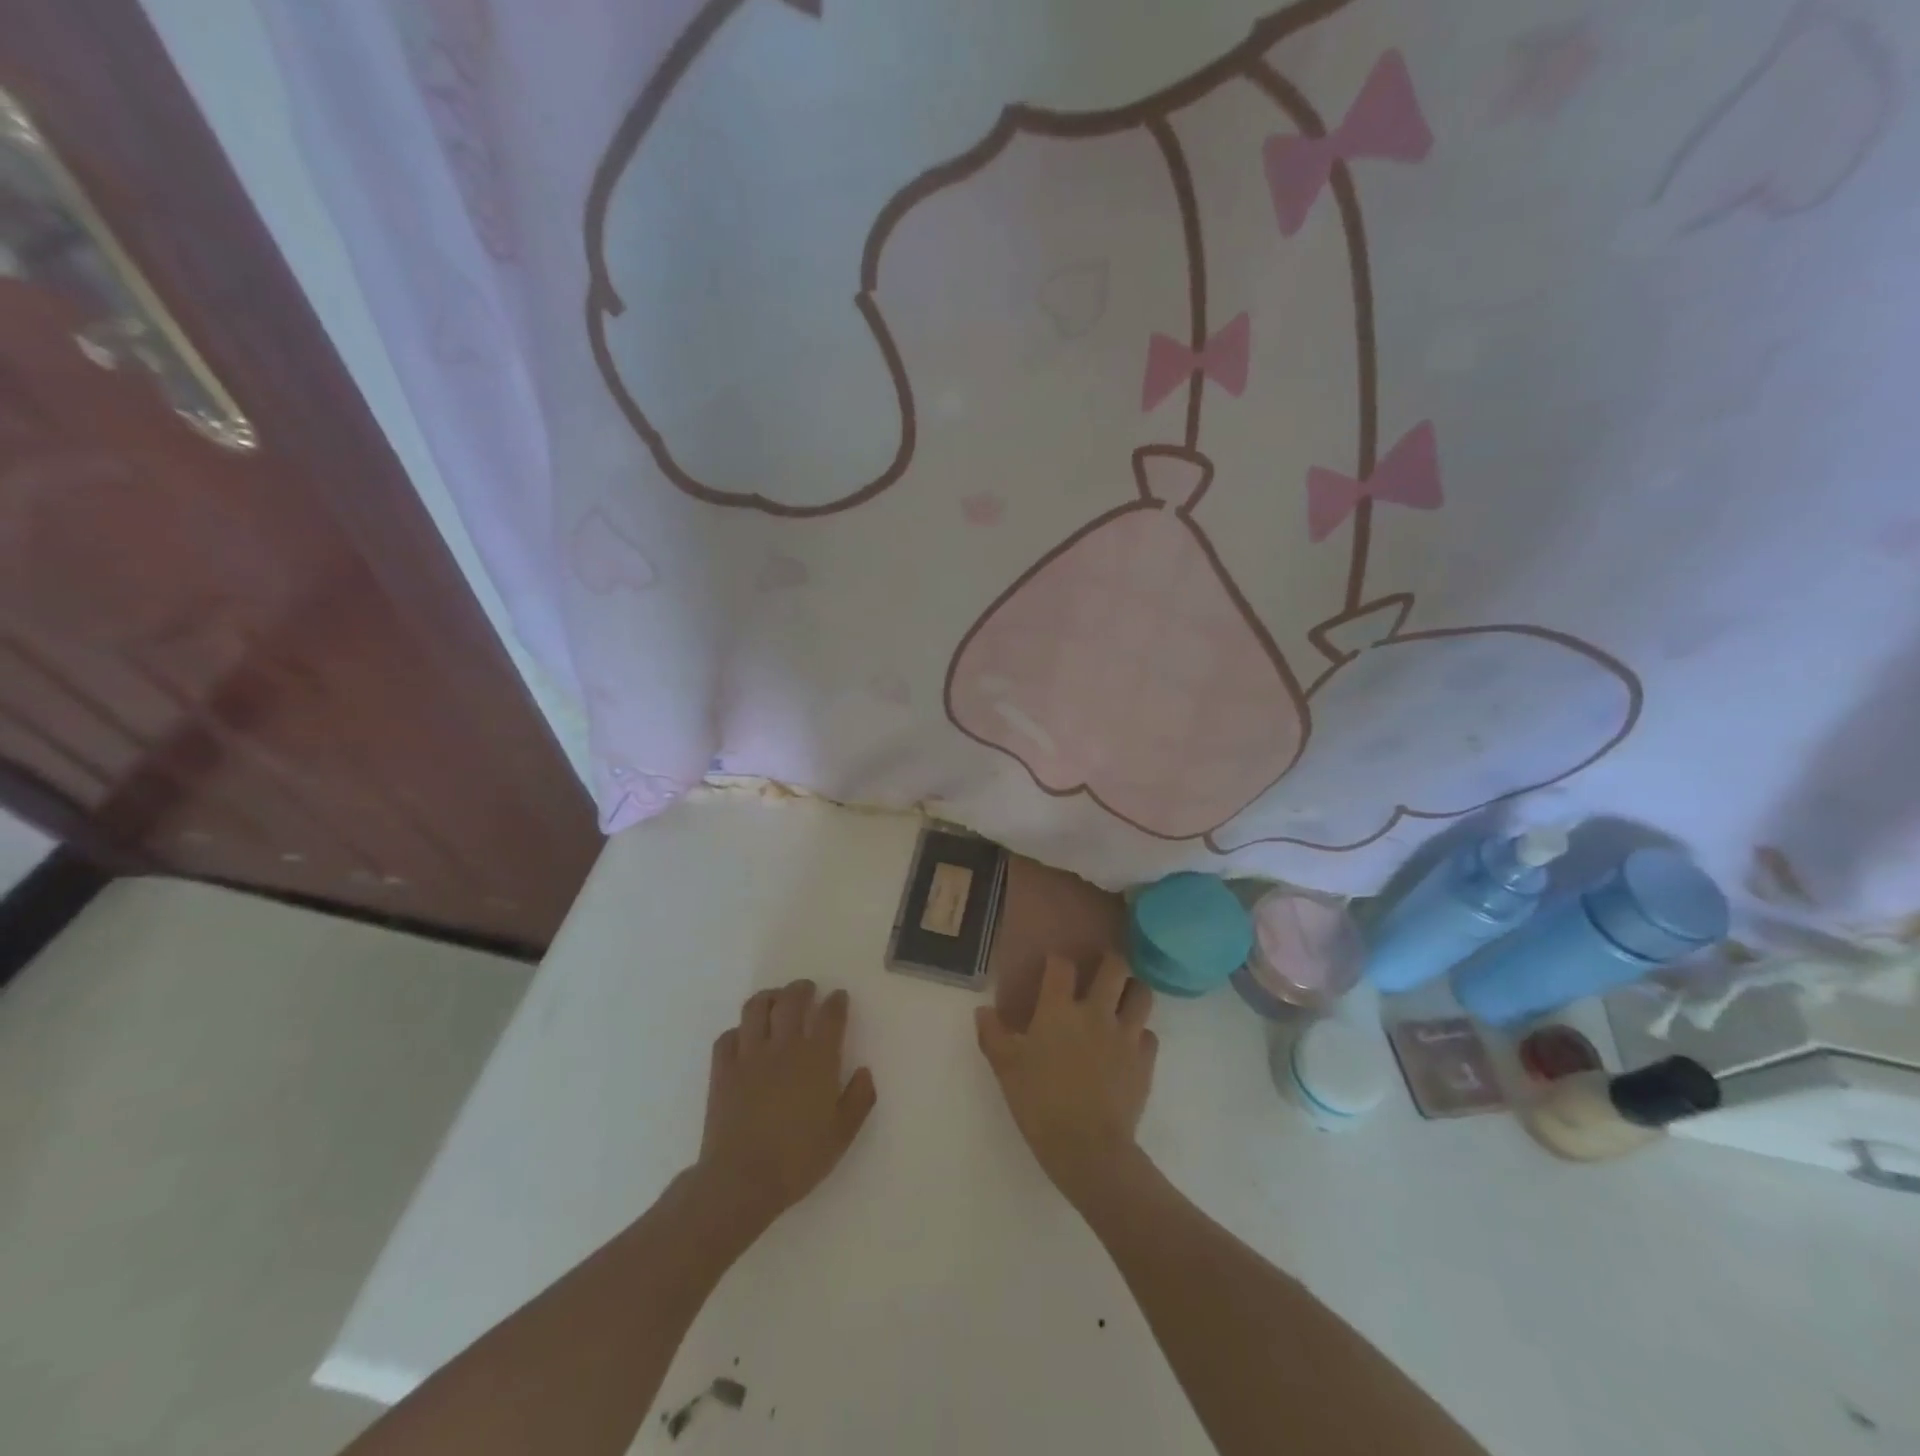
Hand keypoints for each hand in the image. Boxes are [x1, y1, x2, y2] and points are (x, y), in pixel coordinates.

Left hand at [694, 980, 876, 1237]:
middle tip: (807, 990)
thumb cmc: (797, 1160)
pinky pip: (727, 1036)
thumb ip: (858, 1099)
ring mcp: (749, 1055)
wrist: (741, 1180)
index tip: (839, 997)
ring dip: (768, 998)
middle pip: (792, 1000)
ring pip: (756, 1008)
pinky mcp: (722, 1070)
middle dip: (802, 989)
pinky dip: (738, 1031)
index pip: (830, 1015)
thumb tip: (864, 1071)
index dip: (836, 1001)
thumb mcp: (842, 1135)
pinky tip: (744, 1038)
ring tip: (775, 1001)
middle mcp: (784, 1046)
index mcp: (817, 1059)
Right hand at [976, 953, 1156, 1210]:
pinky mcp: (1145, 1060)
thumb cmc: (1041, 1104)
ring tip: (1123, 997)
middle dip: (1110, 960)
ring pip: (1142, 993)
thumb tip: (983, 1010)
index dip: (1057, 960)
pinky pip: (1149, 1034)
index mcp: (1059, 1009)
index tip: (1054, 965)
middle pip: (1114, 966)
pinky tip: (1130, 1043)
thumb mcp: (1006, 1069)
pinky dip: (1141, 1033)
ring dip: (1132, 990)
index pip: (1062, 965)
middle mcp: (1096, 1012)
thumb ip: (993, 1035)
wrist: (1089, 1148)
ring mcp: (1125, 1035)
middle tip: (1102, 967)